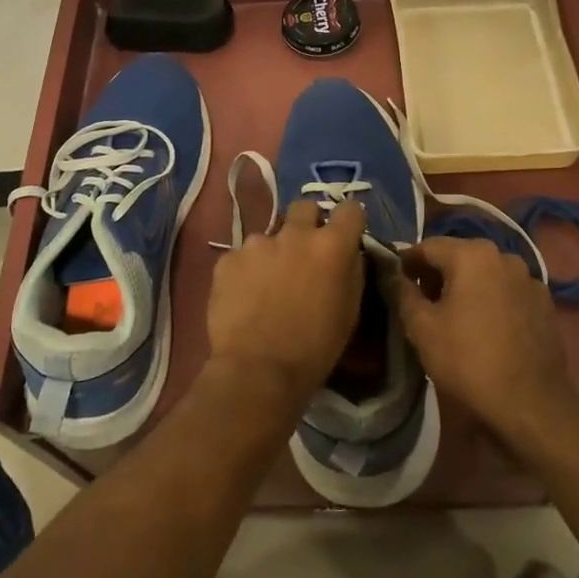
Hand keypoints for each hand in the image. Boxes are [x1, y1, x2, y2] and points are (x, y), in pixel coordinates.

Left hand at [206, 200, 366, 409]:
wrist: (258, 370)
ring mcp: (257, 243)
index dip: (349, 220)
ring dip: (274, 252)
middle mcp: (295, 233)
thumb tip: (347, 254)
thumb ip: (350, 271)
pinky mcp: (228, 258)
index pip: (350, 209)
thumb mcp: (350, 311)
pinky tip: (245, 297)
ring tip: (268, 285)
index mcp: (331, 245)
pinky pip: (242, 256)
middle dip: (308, 223)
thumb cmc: (315, 347)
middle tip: (305, 253)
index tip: (345, 234)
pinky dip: (246, 270)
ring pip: (270, 235)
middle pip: (305, 207)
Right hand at [396, 237, 578, 449]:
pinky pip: (508, 292)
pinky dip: (492, 300)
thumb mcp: (421, 327)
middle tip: (422, 304)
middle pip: (459, 257)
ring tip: (455, 317)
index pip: (427, 247)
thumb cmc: (467, 360)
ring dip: (467, 287)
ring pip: (486, 273)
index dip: (407, 263)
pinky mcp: (545, 303)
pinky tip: (486, 328)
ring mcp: (529, 279)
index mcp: (471, 254)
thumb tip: (394, 275)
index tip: (396, 283)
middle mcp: (504, 256)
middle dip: (438, 275)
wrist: (530, 402)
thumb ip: (402, 292)